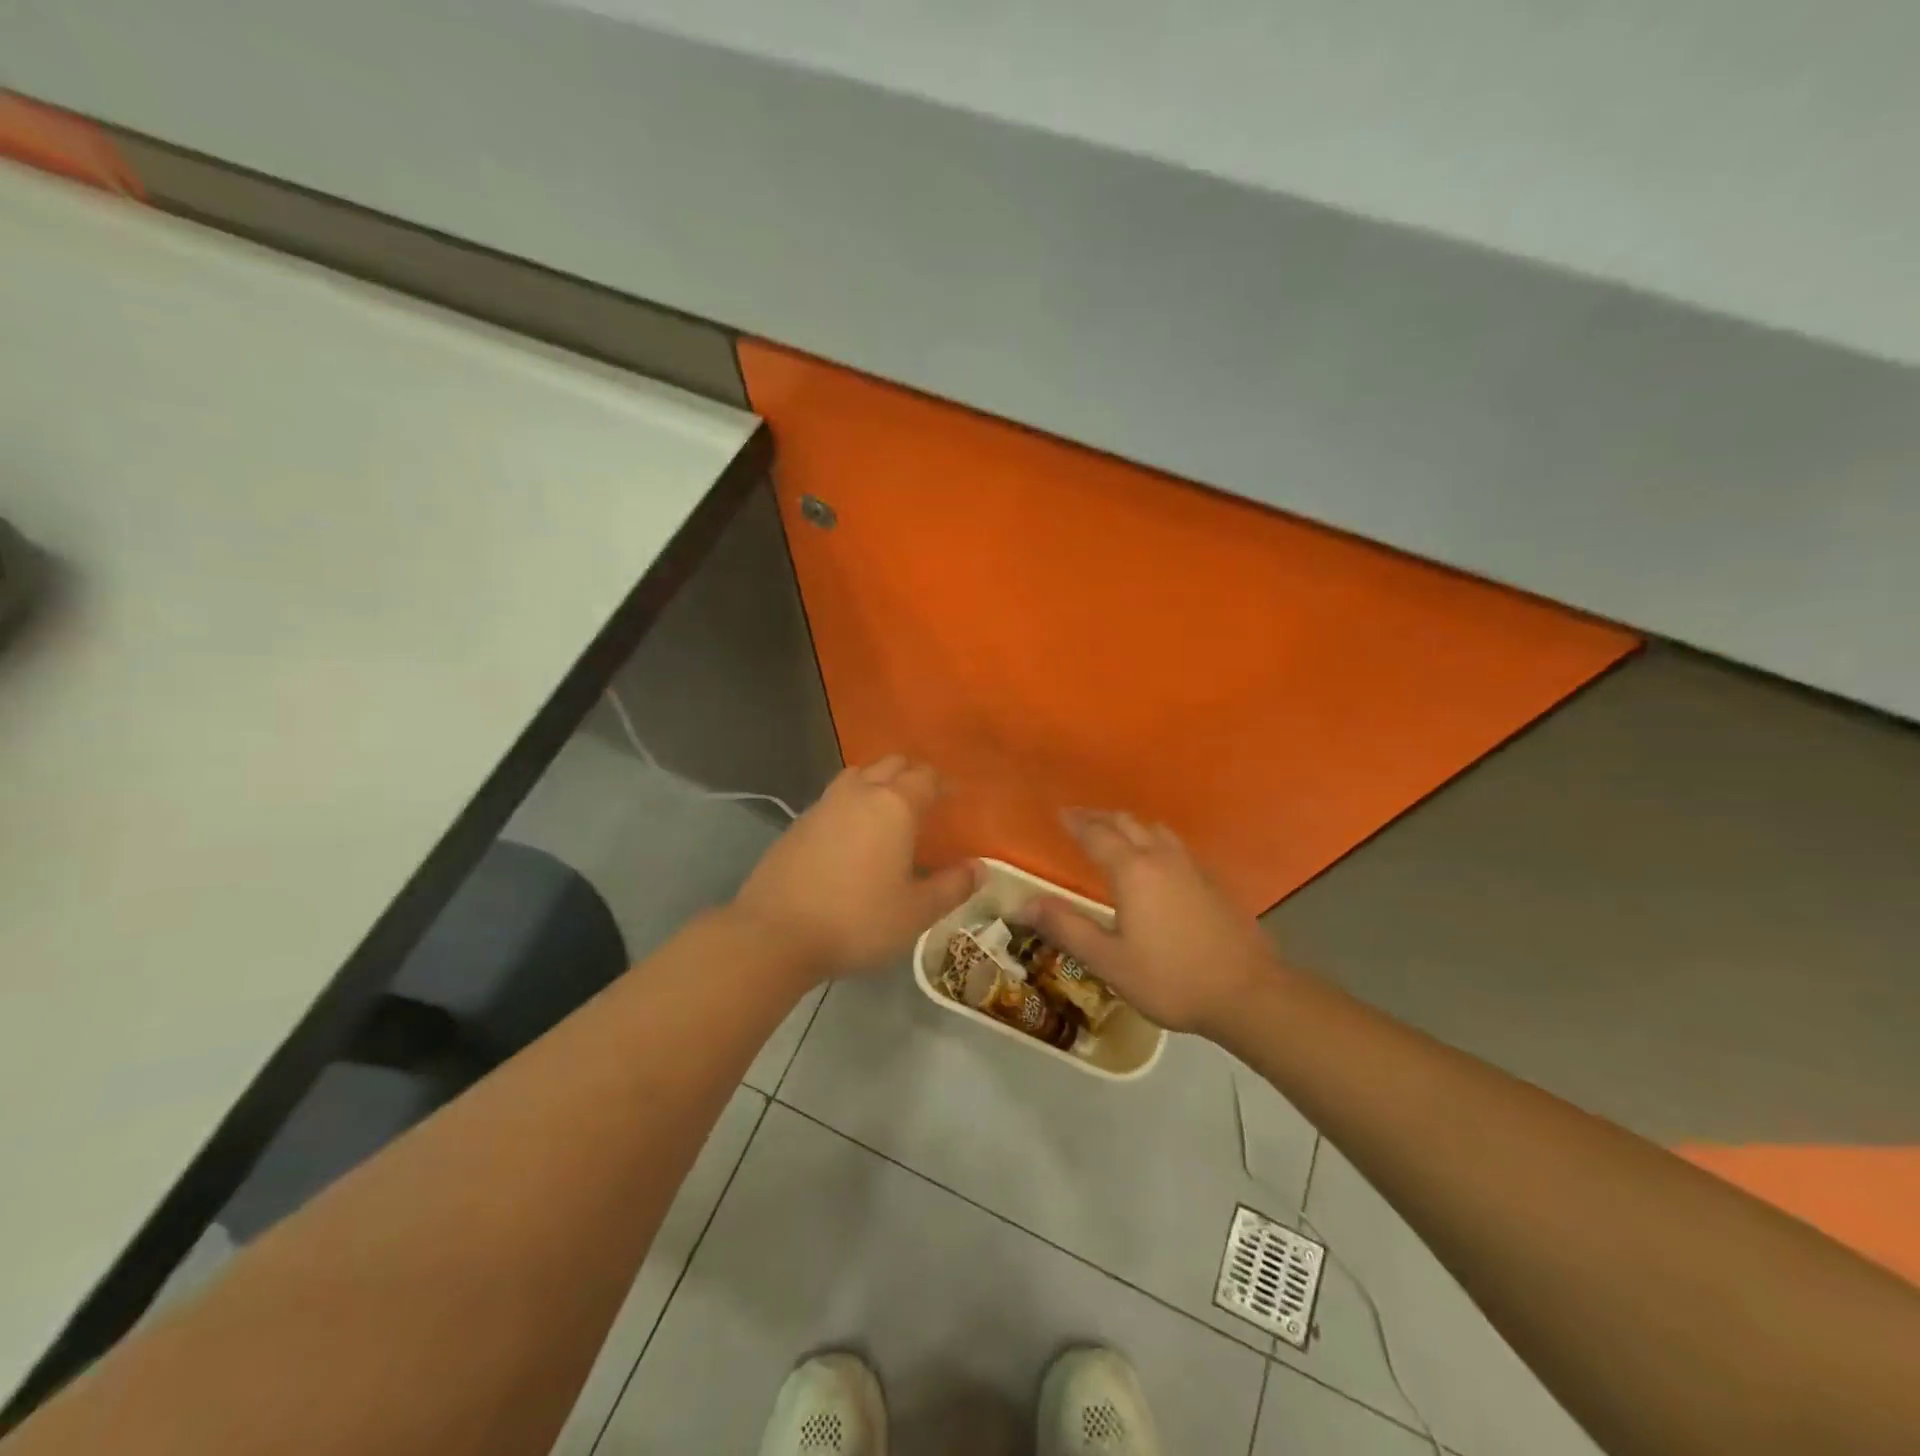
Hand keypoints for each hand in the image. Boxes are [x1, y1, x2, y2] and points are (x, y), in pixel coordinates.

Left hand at [731, 755, 979, 976]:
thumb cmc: (857, 920)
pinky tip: (852, 834)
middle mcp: (858, 793)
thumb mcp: (916, 912)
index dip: (943, 783)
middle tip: (926, 799)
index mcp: (893, 806)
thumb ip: (952, 886)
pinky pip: (833, 799)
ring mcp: (823, 805)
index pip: (925, 777)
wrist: (775, 933)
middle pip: (890, 764)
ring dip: (877, 782)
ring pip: (857, 776)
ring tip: (888, 809)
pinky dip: (851, 803)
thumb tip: (980, 868)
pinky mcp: (797, 824)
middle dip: (911, 774)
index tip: (955, 796)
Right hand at [1024, 810, 1280, 1035]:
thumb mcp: (1109, 961)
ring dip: (1131, 825)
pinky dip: (1155, 841)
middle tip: (1081, 820)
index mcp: (1133, 871)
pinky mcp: (1214, 882)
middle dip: (1101, 817)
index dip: (1076, 823)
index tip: (1060, 813)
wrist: (1247, 993)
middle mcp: (1162, 858)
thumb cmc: (1170, 978)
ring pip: (1157, 830)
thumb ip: (1066, 928)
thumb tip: (1024, 904)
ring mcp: (1193, 868)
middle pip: (1128, 823)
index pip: (1097, 835)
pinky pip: (1176, 846)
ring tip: (1116, 834)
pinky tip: (1157, 862)